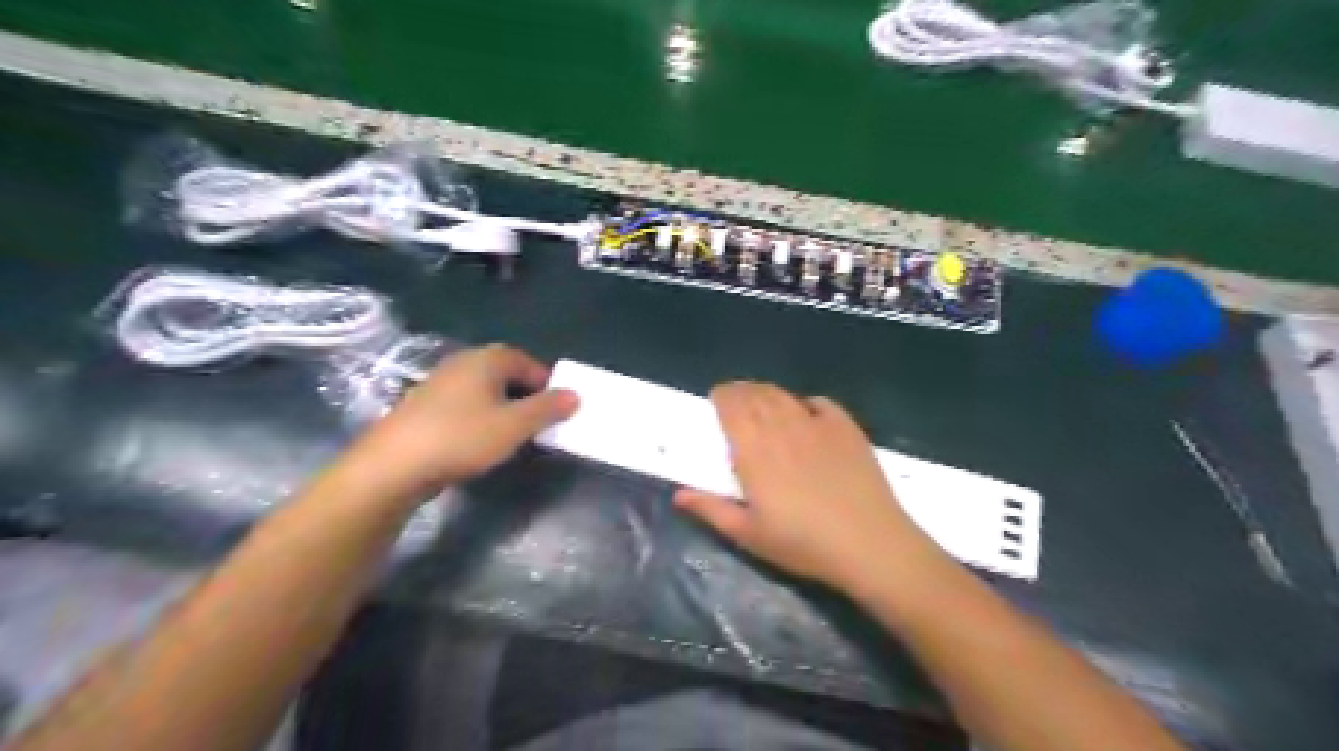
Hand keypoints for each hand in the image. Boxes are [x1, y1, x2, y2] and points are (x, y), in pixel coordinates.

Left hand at [348, 344, 579, 494]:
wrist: (392, 465)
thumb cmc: (461, 437)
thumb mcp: (514, 425)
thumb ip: (547, 408)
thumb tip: (575, 395)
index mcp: (487, 359)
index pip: (528, 362)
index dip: (547, 384)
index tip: (557, 410)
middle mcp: (463, 362)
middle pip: (506, 373)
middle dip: (526, 396)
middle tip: (538, 423)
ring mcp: (440, 382)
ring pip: (484, 390)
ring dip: (503, 407)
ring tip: (512, 435)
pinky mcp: (424, 405)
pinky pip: (464, 403)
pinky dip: (479, 416)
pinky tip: (478, 441)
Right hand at [675, 383, 927, 589]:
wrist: (869, 543)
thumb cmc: (803, 543)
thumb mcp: (749, 535)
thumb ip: (712, 510)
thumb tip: (679, 494)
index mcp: (755, 451)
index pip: (732, 407)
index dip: (721, 397)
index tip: (714, 400)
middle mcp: (782, 428)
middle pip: (756, 395)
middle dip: (740, 392)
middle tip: (733, 400)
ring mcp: (817, 425)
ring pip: (784, 396)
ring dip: (767, 393)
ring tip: (761, 402)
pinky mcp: (846, 428)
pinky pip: (819, 403)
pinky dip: (804, 402)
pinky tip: (803, 413)